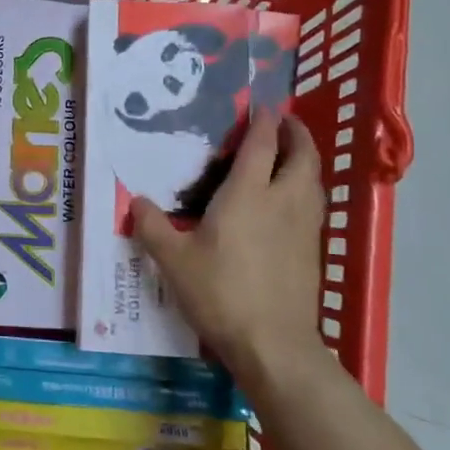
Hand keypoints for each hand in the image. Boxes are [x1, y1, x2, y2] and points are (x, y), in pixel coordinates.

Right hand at [132, 111, 330, 390]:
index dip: (264, 121)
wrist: (273, 344)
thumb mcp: (173, 260)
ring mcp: (304, 226)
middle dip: (297, 133)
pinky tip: (291, 203)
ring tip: (291, 156)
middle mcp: (283, 200)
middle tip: (285, 122)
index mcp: (249, 193)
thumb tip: (135, 202)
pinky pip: (314, 205)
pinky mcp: (313, 251)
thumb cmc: (221, 292)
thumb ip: (152, 227)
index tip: (262, 105)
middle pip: (302, 155)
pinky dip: (306, 189)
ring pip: (314, 180)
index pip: (262, 144)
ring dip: (306, 160)